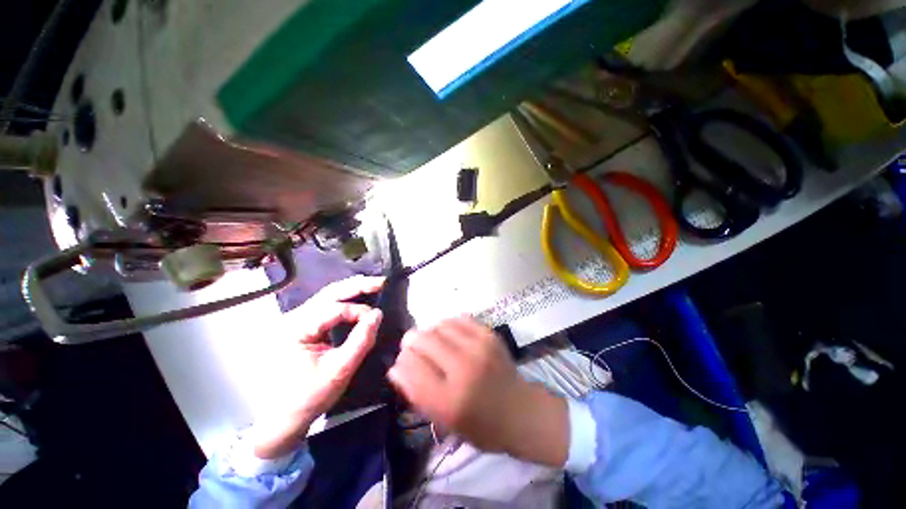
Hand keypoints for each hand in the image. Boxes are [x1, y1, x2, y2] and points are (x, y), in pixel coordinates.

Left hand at [251, 276, 384, 458]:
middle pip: (329, 293)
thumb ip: (361, 340)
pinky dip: (345, 299)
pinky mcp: (301, 325)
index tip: (376, 320)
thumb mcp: (339, 370)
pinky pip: (326, 305)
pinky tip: (358, 297)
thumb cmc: (308, 397)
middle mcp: (292, 318)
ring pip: (328, 296)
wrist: (282, 418)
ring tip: (373, 285)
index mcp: (295, 328)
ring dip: (352, 289)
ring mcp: (295, 320)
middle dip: (357, 285)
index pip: (334, 309)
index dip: (359, 311)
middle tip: (381, 282)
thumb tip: (378, 314)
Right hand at [388, 317, 568, 466]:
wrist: (520, 410)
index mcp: (449, 400)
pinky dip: (448, 325)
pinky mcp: (489, 334)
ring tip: (433, 343)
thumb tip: (395, 367)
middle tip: (413, 348)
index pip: (410, 367)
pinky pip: (458, 318)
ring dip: (430, 333)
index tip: (401, 362)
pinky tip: (449, 335)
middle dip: (411, 342)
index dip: (401, 361)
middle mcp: (463, 368)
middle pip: (423, 339)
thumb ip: (416, 394)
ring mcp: (478, 347)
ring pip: (438, 325)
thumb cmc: (480, 425)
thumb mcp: (444, 421)